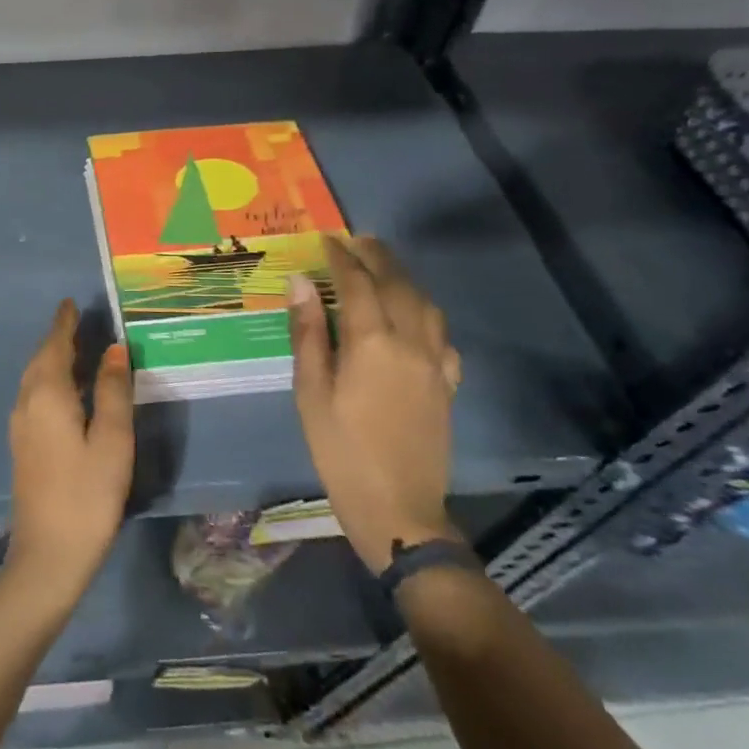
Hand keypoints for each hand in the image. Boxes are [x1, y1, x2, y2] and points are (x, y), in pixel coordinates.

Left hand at [4, 300, 136, 602]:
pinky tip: (69, 392)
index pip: (55, 346)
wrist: (48, 556)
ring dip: (53, 360)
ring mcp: (21, 427)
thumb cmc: (87, 494)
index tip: (71, 303)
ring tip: (78, 350)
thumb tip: (114, 349)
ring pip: (35, 379)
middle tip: (79, 322)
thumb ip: (112, 391)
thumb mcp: (111, 440)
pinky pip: (35, 396)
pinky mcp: (23, 446)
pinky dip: (51, 381)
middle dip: (58, 338)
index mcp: (47, 395)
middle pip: (41, 359)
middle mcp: (27, 403)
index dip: (64, 323)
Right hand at [288, 236, 462, 571]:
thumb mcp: (310, 392)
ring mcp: (435, 364)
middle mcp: (410, 343)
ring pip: (426, 305)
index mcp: (372, 343)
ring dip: (405, 279)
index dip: (342, 258)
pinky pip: (442, 336)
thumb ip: (308, 333)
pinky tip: (414, 320)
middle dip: (377, 257)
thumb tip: (302, 283)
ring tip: (383, 269)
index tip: (327, 239)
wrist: (398, 509)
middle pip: (398, 285)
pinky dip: (426, 315)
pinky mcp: (447, 385)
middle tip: (357, 240)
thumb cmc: (340, 450)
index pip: (357, 284)